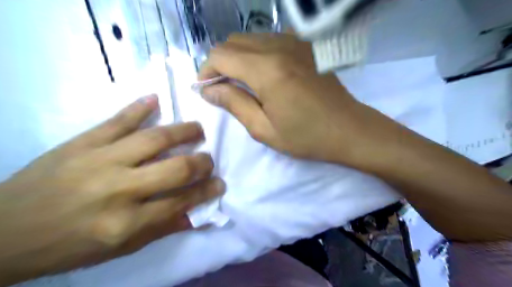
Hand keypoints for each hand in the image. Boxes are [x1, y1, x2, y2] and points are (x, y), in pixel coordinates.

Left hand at [0, 95, 223, 285]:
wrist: (3, 231)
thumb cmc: (69, 245)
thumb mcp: (119, 248)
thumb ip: (162, 228)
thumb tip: (196, 215)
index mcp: (126, 222)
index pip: (181, 201)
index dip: (206, 191)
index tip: (220, 183)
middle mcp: (119, 188)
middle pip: (175, 168)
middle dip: (201, 162)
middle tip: (209, 159)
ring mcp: (100, 160)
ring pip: (153, 139)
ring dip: (183, 131)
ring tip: (198, 129)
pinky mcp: (83, 142)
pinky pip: (117, 120)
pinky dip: (139, 107)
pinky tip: (156, 98)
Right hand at [199, 31, 379, 163]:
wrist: (348, 129)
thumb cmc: (306, 136)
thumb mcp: (264, 129)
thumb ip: (234, 104)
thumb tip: (208, 90)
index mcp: (266, 70)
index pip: (220, 55)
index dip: (206, 71)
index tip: (207, 90)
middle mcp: (278, 47)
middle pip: (233, 42)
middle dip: (220, 64)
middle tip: (224, 89)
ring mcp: (294, 42)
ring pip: (250, 39)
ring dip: (238, 58)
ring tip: (242, 83)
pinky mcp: (305, 45)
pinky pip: (270, 40)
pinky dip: (257, 53)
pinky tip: (263, 73)